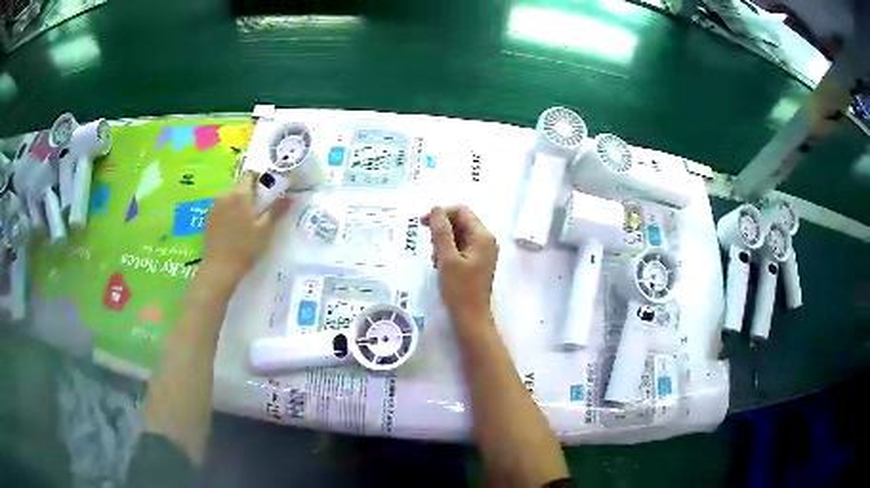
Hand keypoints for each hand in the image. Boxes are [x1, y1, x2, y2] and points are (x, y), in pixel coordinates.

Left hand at [201, 172, 290, 290]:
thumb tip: (290, 196)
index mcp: (239, 194)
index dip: (260, 179)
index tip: (268, 191)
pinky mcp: (208, 218)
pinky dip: (229, 211)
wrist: (219, 269)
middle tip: (261, 208)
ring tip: (247, 220)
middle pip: (240, 185)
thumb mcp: (265, 230)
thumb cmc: (244, 248)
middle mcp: (224, 195)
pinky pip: (222, 207)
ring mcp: (214, 206)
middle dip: (250, 192)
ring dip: (239, 202)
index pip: (250, 174)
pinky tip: (234, 228)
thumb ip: (276, 210)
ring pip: (230, 196)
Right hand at [423, 205, 498, 326]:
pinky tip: (440, 264)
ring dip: (443, 241)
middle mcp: (486, 240)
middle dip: (441, 229)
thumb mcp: (447, 259)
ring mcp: (483, 251)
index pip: (461, 211)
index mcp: (482, 236)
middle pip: (460, 221)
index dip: (441, 214)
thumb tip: (435, 208)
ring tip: (435, 259)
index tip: (422, 224)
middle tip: (429, 246)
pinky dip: (448, 251)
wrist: (472, 318)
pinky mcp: (477, 261)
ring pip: (459, 235)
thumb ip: (441, 232)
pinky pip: (461, 247)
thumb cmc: (460, 290)